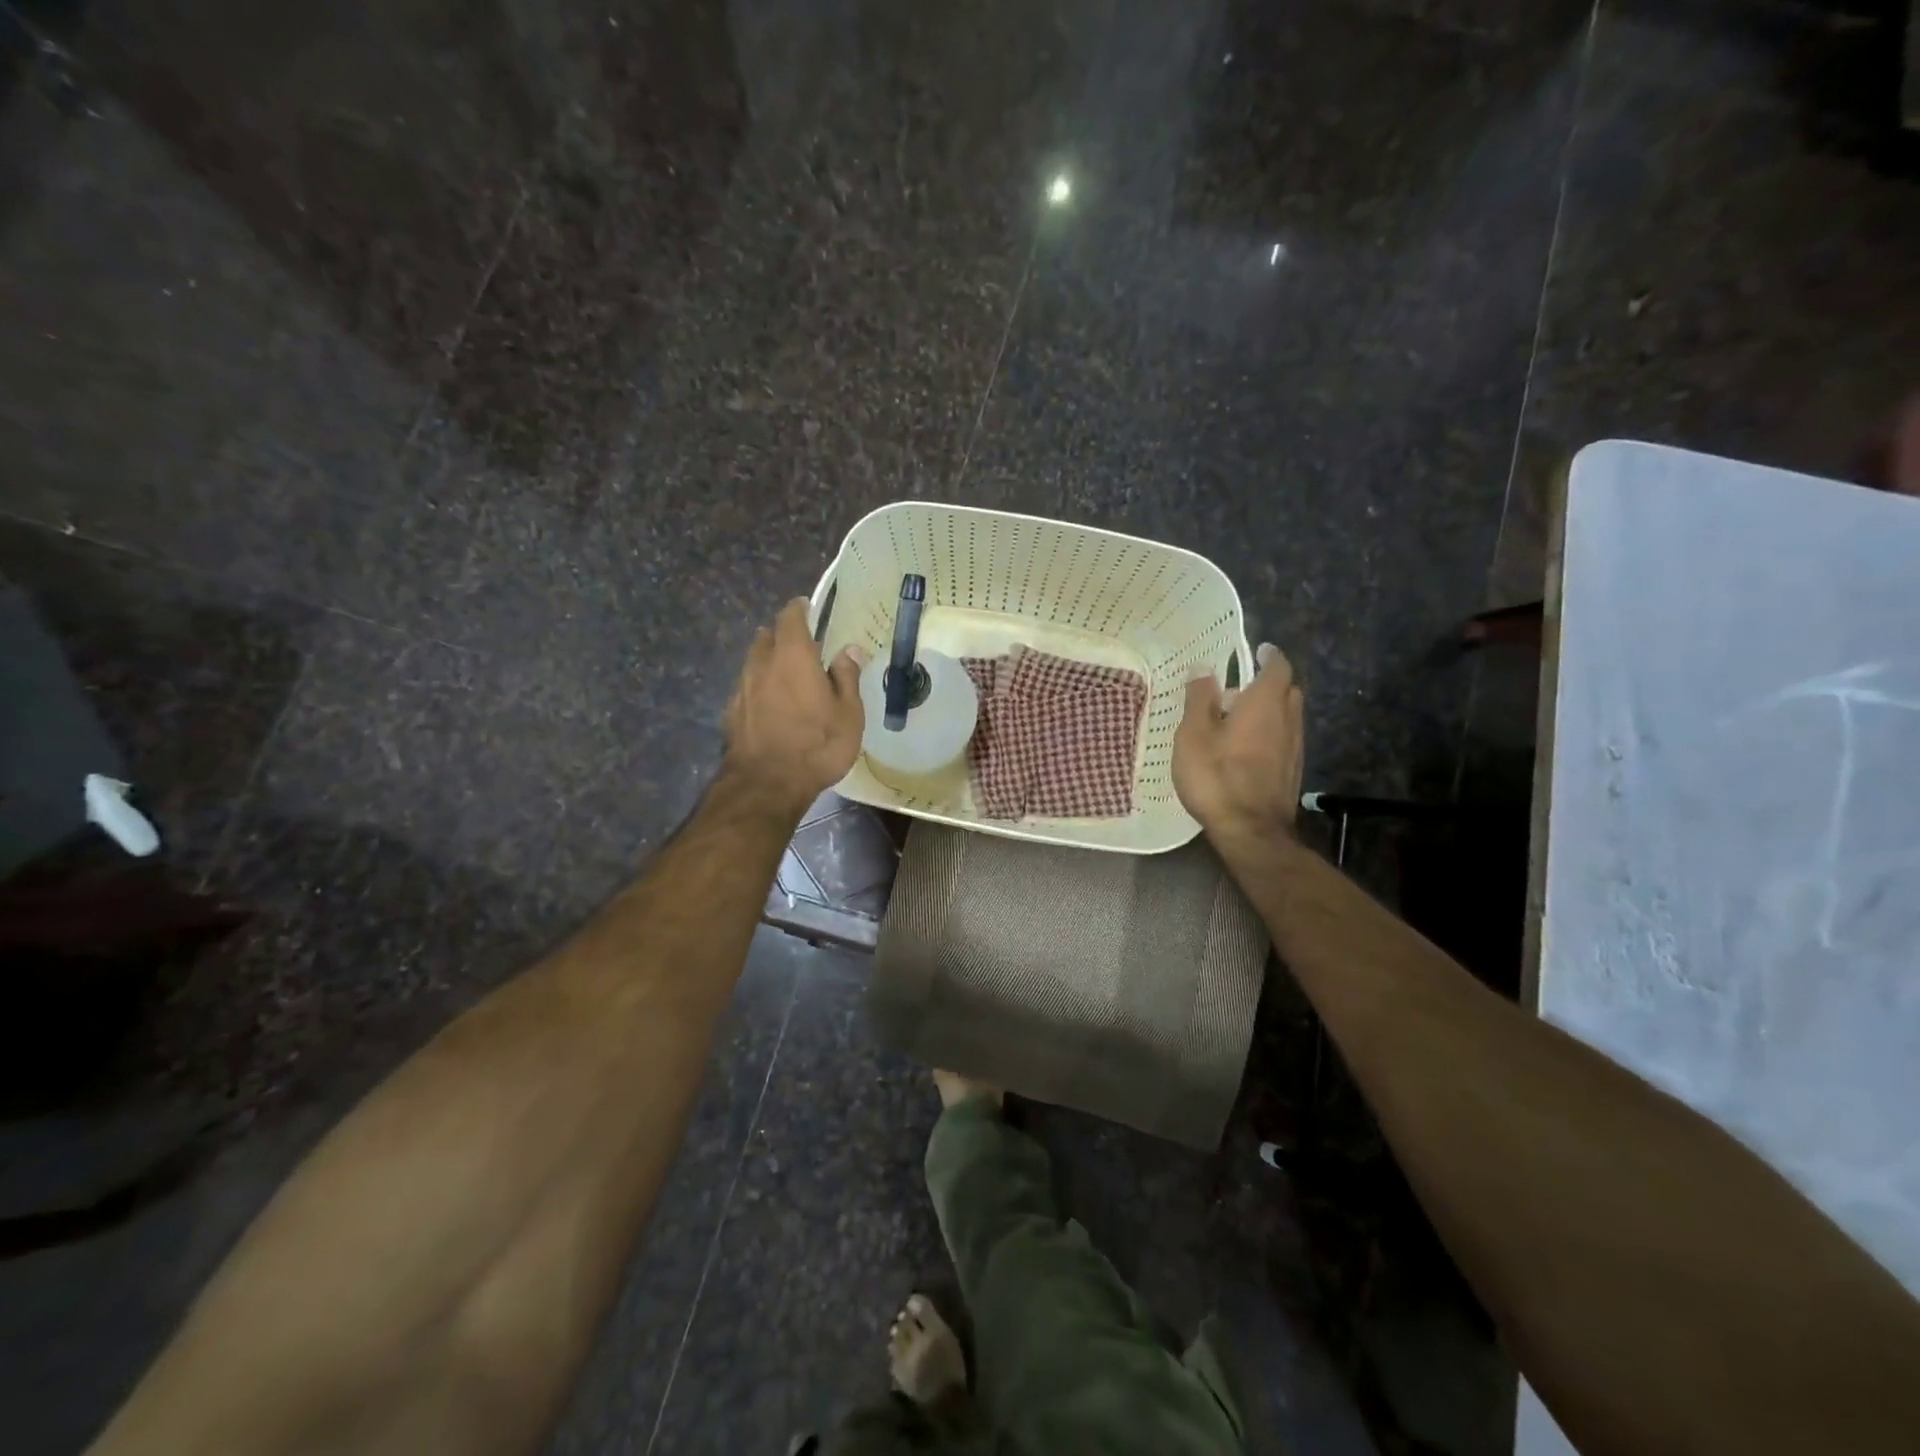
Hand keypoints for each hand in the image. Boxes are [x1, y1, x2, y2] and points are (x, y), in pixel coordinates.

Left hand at [722, 599, 865, 814]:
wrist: (767, 785)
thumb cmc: (817, 745)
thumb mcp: (848, 713)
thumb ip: (847, 677)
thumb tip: (849, 650)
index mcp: (793, 655)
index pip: (790, 617)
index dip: (799, 609)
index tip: (808, 608)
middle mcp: (762, 663)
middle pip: (767, 636)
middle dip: (782, 634)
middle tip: (802, 645)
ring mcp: (742, 688)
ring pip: (754, 661)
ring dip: (769, 661)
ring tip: (786, 674)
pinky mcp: (731, 713)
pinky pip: (747, 688)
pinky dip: (759, 687)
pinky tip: (771, 705)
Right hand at [1172, 643, 1304, 840]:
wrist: (1250, 831)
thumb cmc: (1217, 777)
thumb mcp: (1194, 735)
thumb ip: (1200, 698)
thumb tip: (1203, 667)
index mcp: (1264, 703)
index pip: (1277, 667)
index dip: (1269, 656)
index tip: (1258, 651)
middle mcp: (1287, 720)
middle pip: (1287, 691)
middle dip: (1268, 684)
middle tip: (1238, 691)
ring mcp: (1294, 748)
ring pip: (1287, 716)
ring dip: (1269, 711)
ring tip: (1236, 722)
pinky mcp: (1292, 771)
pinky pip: (1284, 739)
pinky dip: (1270, 734)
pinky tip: (1246, 750)